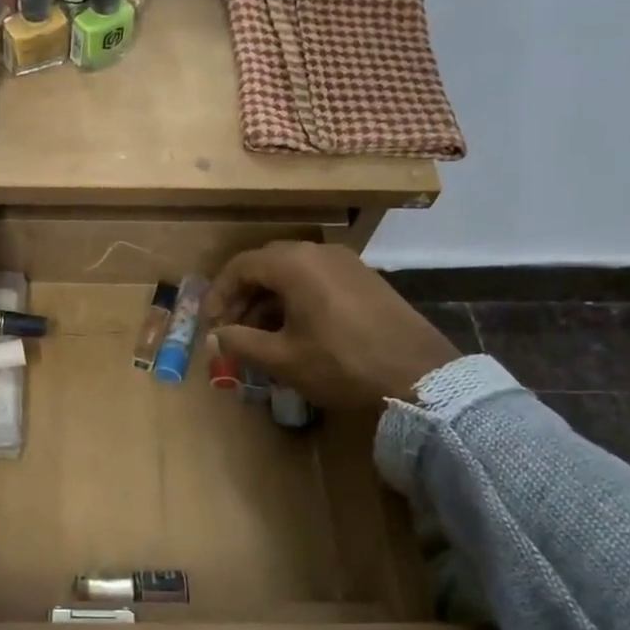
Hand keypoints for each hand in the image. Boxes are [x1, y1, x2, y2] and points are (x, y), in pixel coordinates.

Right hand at [206, 243, 461, 409]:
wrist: (419, 377)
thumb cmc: (341, 364)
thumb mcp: (282, 359)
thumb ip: (240, 343)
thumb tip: (216, 336)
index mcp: (295, 263)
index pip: (241, 266)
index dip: (218, 294)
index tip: (209, 323)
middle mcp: (320, 253)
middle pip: (267, 266)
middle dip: (242, 297)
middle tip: (230, 329)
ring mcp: (348, 264)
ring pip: (293, 274)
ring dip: (268, 301)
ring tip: (258, 336)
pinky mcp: (366, 280)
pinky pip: (318, 281)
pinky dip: (296, 301)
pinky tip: (293, 332)